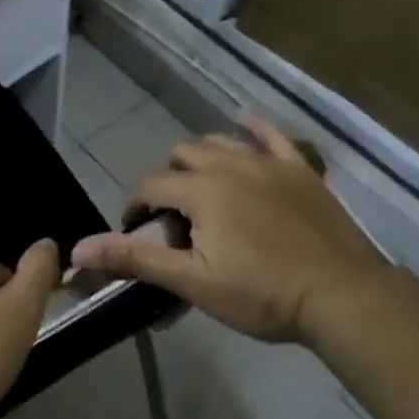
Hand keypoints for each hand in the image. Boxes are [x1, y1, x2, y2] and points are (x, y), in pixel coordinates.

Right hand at [71, 115, 393, 344]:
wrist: (341, 295)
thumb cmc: (262, 295)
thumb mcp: (193, 282)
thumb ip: (135, 259)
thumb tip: (77, 249)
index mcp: (201, 191)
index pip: (150, 186)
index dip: (135, 207)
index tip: (136, 232)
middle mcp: (229, 164)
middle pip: (182, 156)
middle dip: (167, 180)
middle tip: (174, 218)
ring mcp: (268, 162)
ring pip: (219, 141)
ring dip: (201, 156)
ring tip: (201, 186)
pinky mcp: (299, 168)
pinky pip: (271, 134)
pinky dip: (251, 127)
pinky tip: (242, 123)